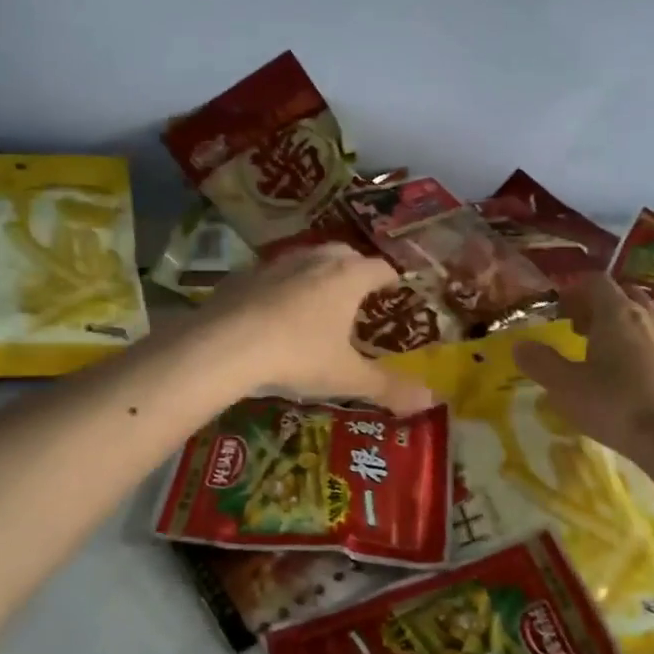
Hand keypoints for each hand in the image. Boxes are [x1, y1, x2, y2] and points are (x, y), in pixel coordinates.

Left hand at [206, 245, 436, 414]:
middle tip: (358, 292)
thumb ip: (387, 387)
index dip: (390, 278)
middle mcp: (314, 261)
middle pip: (343, 253)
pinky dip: (279, 286)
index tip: (394, 288)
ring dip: (316, 273)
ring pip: (305, 259)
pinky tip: (272, 310)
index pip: (379, 268)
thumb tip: (429, 400)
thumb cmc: (298, 357)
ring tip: (317, 299)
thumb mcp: (346, 377)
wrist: (225, 346)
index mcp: (347, 278)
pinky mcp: (242, 276)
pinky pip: (270, 275)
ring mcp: (275, 264)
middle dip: (354, 268)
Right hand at [514, 275, 653, 465]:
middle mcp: (648, 316)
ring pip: (643, 316)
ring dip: (621, 325)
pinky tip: (631, 376)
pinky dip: (641, 345)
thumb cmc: (615, 406)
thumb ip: (540, 362)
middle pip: (622, 294)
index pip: (595, 281)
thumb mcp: (565, 387)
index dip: (574, 290)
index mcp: (617, 313)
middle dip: (598, 306)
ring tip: (603, 353)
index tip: (559, 311)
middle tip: (578, 330)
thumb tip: (519, 345)